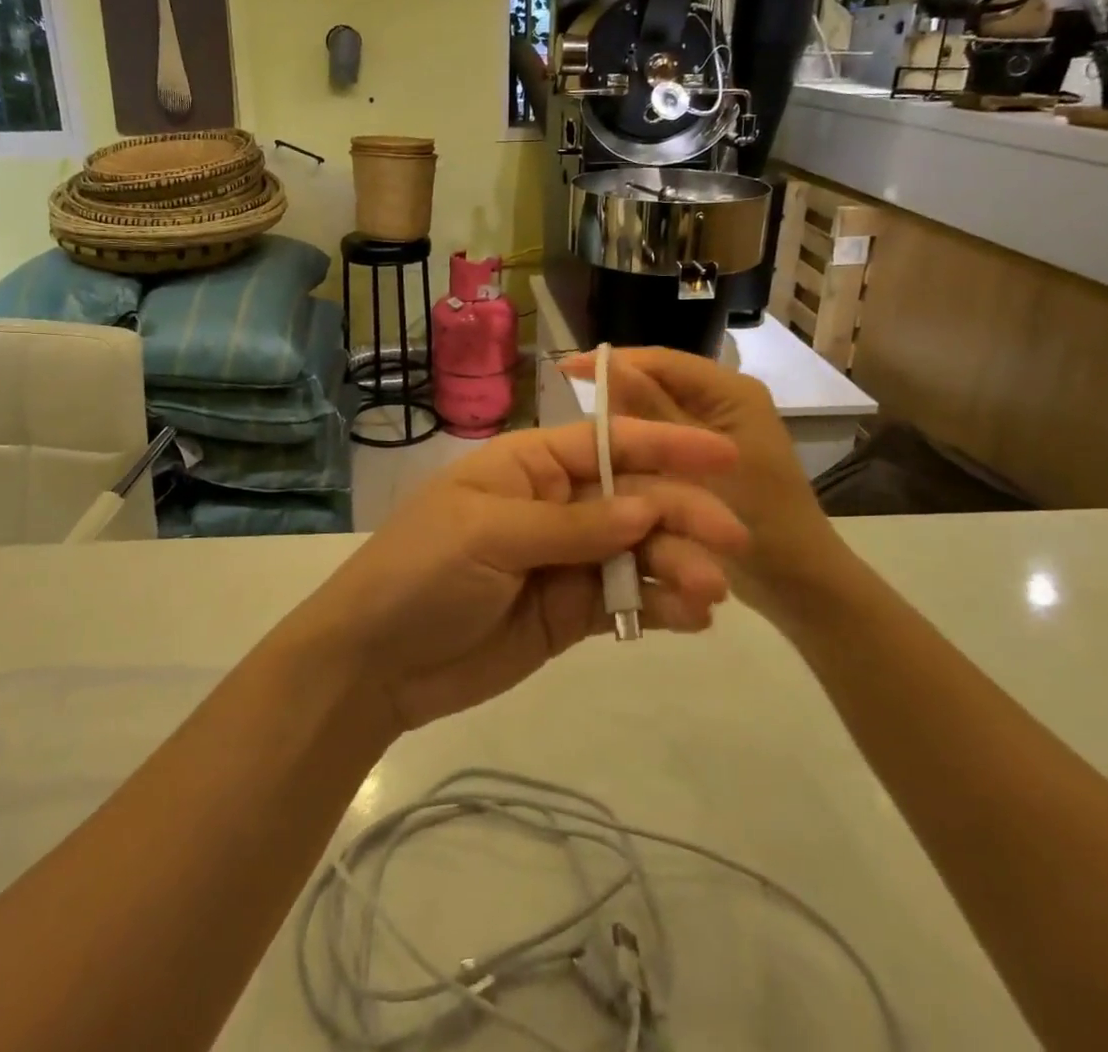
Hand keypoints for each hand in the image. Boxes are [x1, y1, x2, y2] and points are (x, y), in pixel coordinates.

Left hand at [297, 418, 747, 731]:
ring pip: (638, 551)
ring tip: (711, 593)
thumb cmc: (423, 572)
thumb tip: (646, 507)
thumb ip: (572, 524)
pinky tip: (692, 619)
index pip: (606, 444)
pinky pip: (626, 601)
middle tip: (731, 543)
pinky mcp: (570, 613)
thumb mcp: (490, 534)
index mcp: (529, 465)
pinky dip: (660, 606)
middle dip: (682, 514)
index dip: (665, 446)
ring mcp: (565, 560)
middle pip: (632, 499)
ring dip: (679, 564)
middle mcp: (554, 504)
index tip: (722, 456)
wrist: (376, 663)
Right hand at [559, 348, 840, 617]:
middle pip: (659, 384)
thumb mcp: (696, 465)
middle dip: (617, 392)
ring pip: (658, 413)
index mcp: (731, 392)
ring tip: (582, 433)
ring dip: (626, 422)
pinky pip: (665, 440)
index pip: (663, 361)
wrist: (799, 583)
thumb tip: (607, 363)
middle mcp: (724, 401)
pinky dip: (640, 447)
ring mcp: (716, 430)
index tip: (565, 368)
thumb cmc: (759, 518)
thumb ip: (652, 412)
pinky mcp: (707, 456)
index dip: (614, 362)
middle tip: (569, 406)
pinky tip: (610, 460)